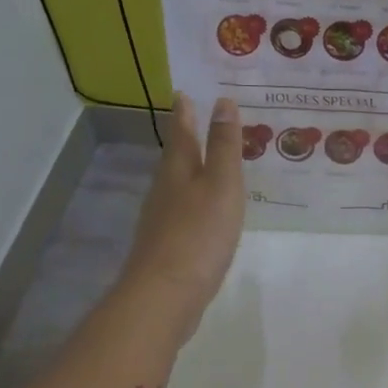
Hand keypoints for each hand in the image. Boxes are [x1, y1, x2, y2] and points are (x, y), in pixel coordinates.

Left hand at [117, 94, 245, 345]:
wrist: (165, 295)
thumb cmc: (198, 234)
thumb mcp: (221, 185)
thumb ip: (224, 146)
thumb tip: (222, 103)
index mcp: (179, 171)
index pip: (181, 133)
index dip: (185, 113)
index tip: (184, 92)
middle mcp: (165, 191)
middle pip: (176, 158)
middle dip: (186, 139)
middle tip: (198, 120)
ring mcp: (163, 221)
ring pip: (178, 186)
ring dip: (191, 171)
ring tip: (208, 163)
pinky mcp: (168, 247)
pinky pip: (184, 212)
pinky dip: (195, 202)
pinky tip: (206, 212)